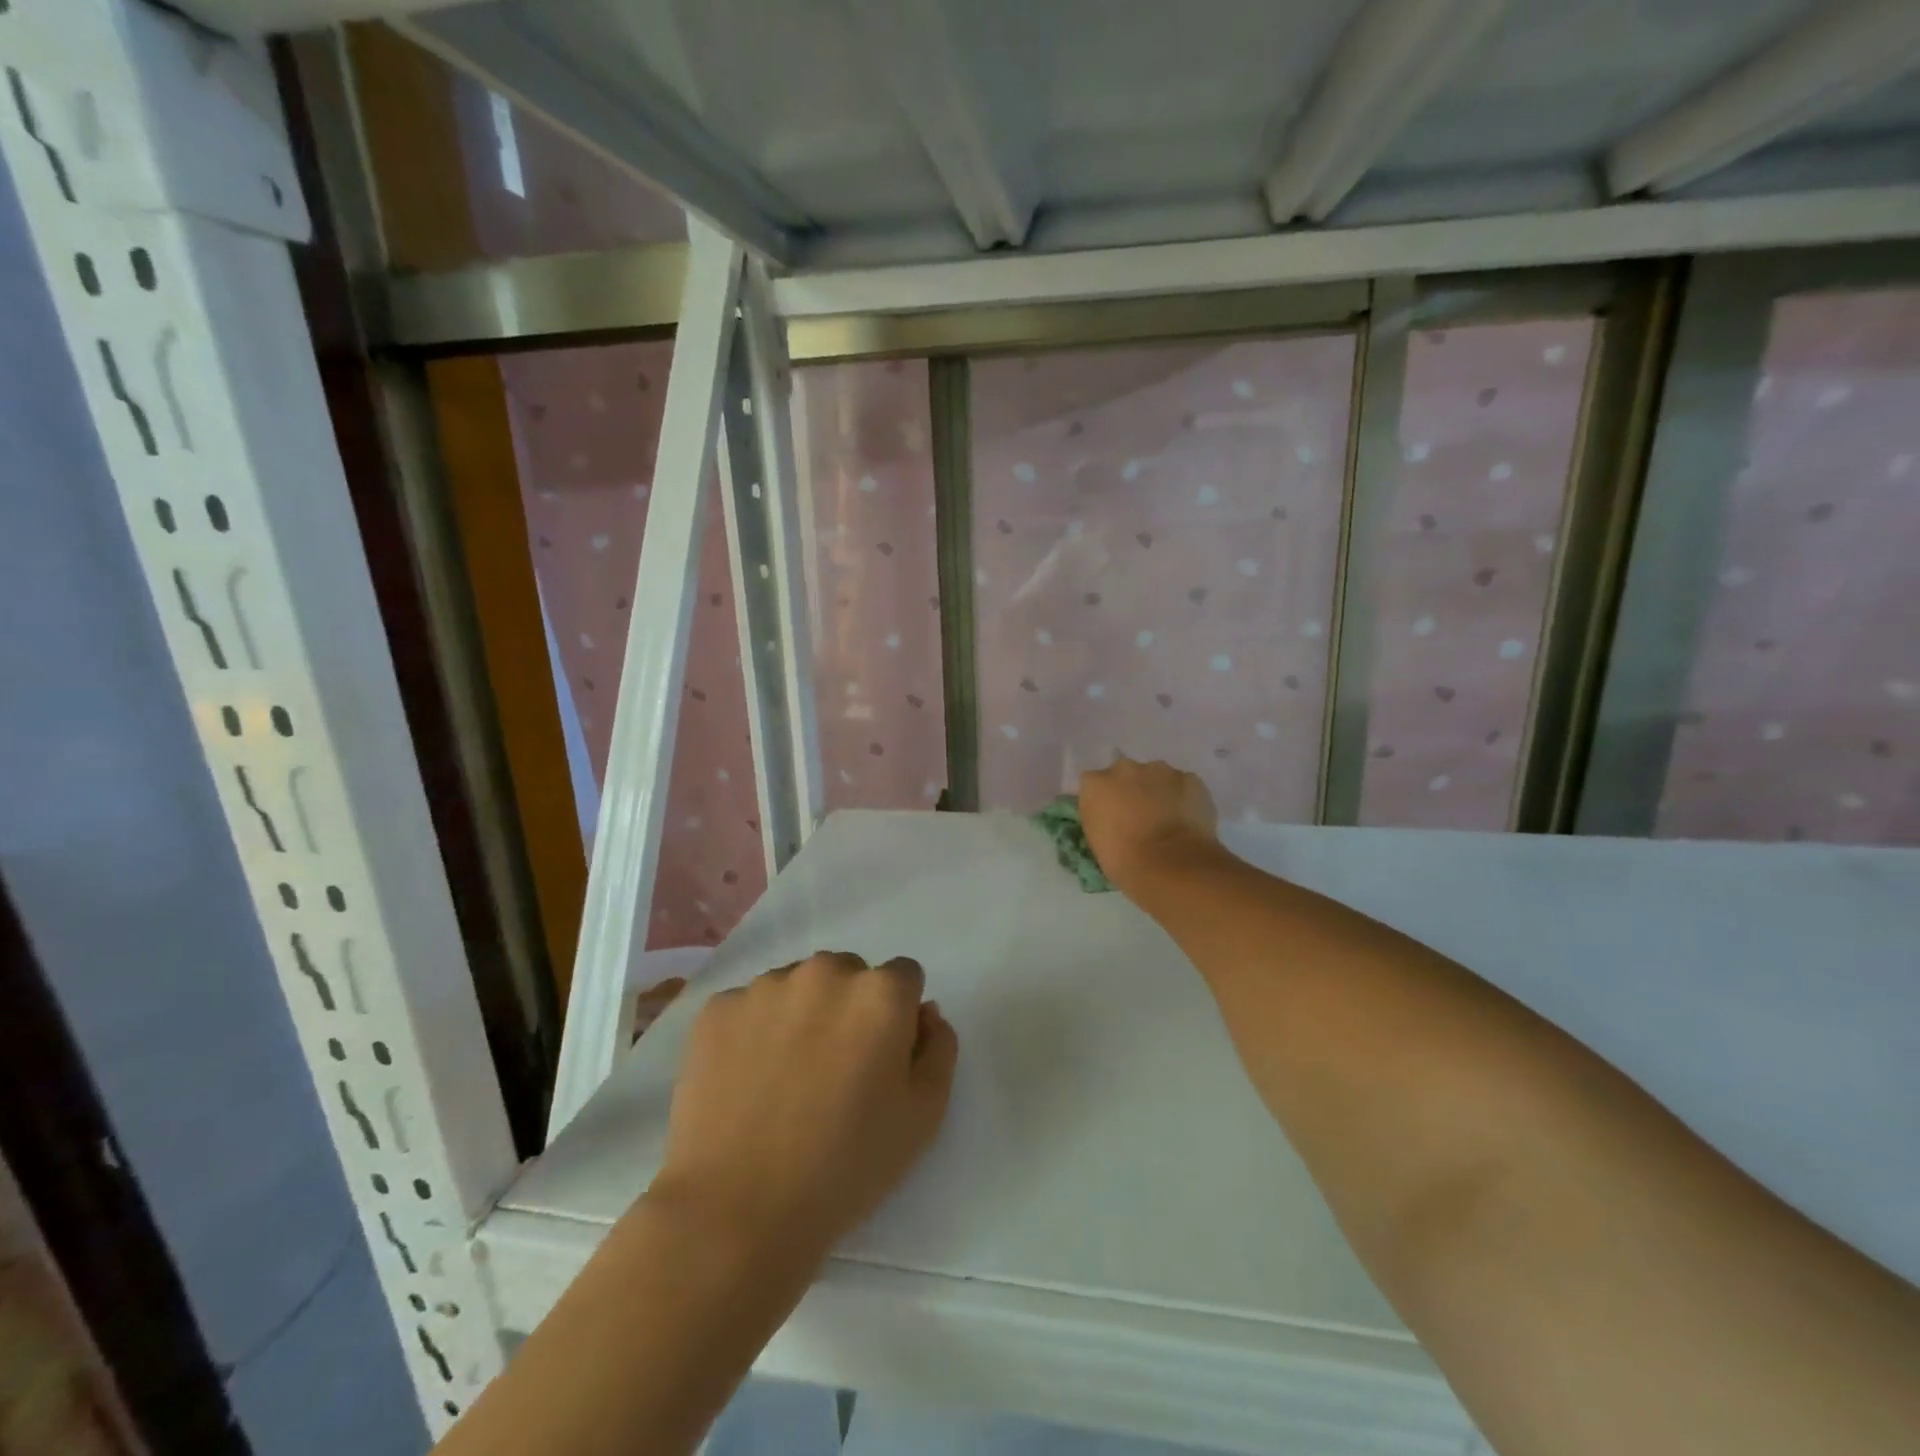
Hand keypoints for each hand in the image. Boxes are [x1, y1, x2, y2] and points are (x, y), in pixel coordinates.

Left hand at [652, 953, 957, 1265]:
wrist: (737, 1211)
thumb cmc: (845, 1166)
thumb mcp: (924, 1116)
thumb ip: (938, 1048)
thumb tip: (924, 1012)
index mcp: (880, 993)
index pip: (904, 977)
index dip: (898, 1017)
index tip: (882, 1059)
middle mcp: (825, 972)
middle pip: (849, 974)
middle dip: (850, 1008)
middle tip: (835, 1071)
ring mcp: (765, 986)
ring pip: (798, 986)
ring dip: (803, 1014)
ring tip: (787, 1079)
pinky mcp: (718, 1008)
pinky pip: (750, 1006)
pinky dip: (755, 1030)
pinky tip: (748, 1081)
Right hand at [1079, 756, 1219, 894]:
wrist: (1170, 865)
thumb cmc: (1124, 861)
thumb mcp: (1097, 840)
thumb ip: (1101, 817)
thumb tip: (1112, 816)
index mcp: (1095, 784)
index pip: (1094, 784)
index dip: (1105, 800)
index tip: (1112, 817)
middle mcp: (1124, 768)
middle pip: (1125, 773)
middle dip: (1131, 789)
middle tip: (1139, 816)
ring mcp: (1159, 770)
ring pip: (1156, 776)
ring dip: (1158, 791)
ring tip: (1167, 820)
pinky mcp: (1189, 778)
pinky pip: (1183, 785)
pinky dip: (1183, 798)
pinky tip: (1187, 820)